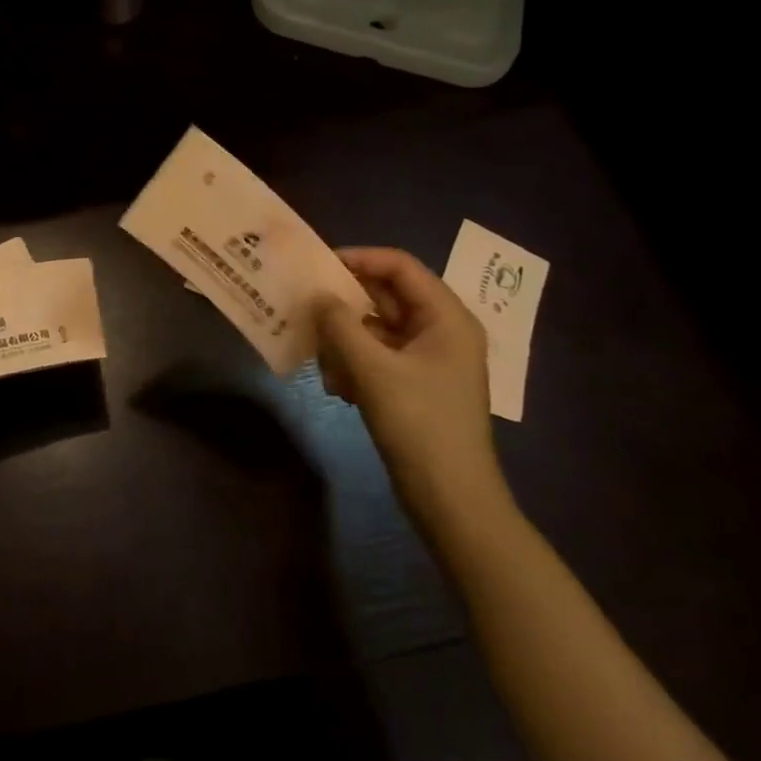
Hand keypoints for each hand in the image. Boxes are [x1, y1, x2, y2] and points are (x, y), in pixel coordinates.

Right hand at [316, 247, 509, 533]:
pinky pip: (378, 357)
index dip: (358, 258)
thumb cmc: (420, 425)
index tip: (317, 266)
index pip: (399, 266)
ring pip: (377, 329)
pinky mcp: (416, 385)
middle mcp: (441, 331)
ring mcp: (430, 360)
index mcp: (446, 317)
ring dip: (346, 340)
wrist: (452, 501)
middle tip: (307, 309)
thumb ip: (340, 325)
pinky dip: (355, 364)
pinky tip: (339, 389)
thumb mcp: (373, 370)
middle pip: (386, 296)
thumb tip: (317, 296)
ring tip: (324, 363)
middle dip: (346, 305)